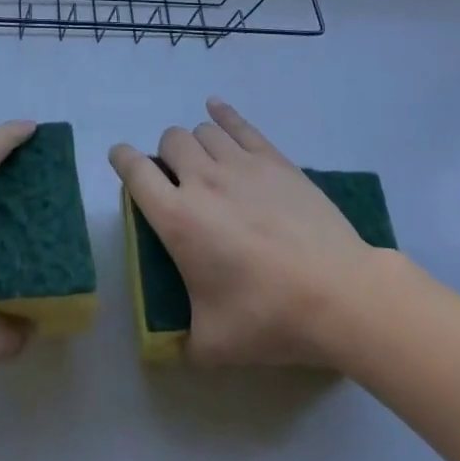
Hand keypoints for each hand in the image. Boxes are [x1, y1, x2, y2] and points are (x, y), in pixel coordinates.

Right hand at [109, 99, 388, 369]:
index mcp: (176, 218)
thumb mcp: (214, 345)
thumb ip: (183, 343)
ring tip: (205, 164)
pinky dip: (223, 114)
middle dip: (165, 156)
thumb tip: (172, 349)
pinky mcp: (273, 160)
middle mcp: (200, 180)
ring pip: (201, 130)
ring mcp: (239, 164)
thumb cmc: (269, 318)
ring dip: (195, 143)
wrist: (339, 295)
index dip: (121, 159)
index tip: (120, 160)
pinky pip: (238, 124)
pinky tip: (217, 110)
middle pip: (169, 141)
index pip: (134, 171)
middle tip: (178, 183)